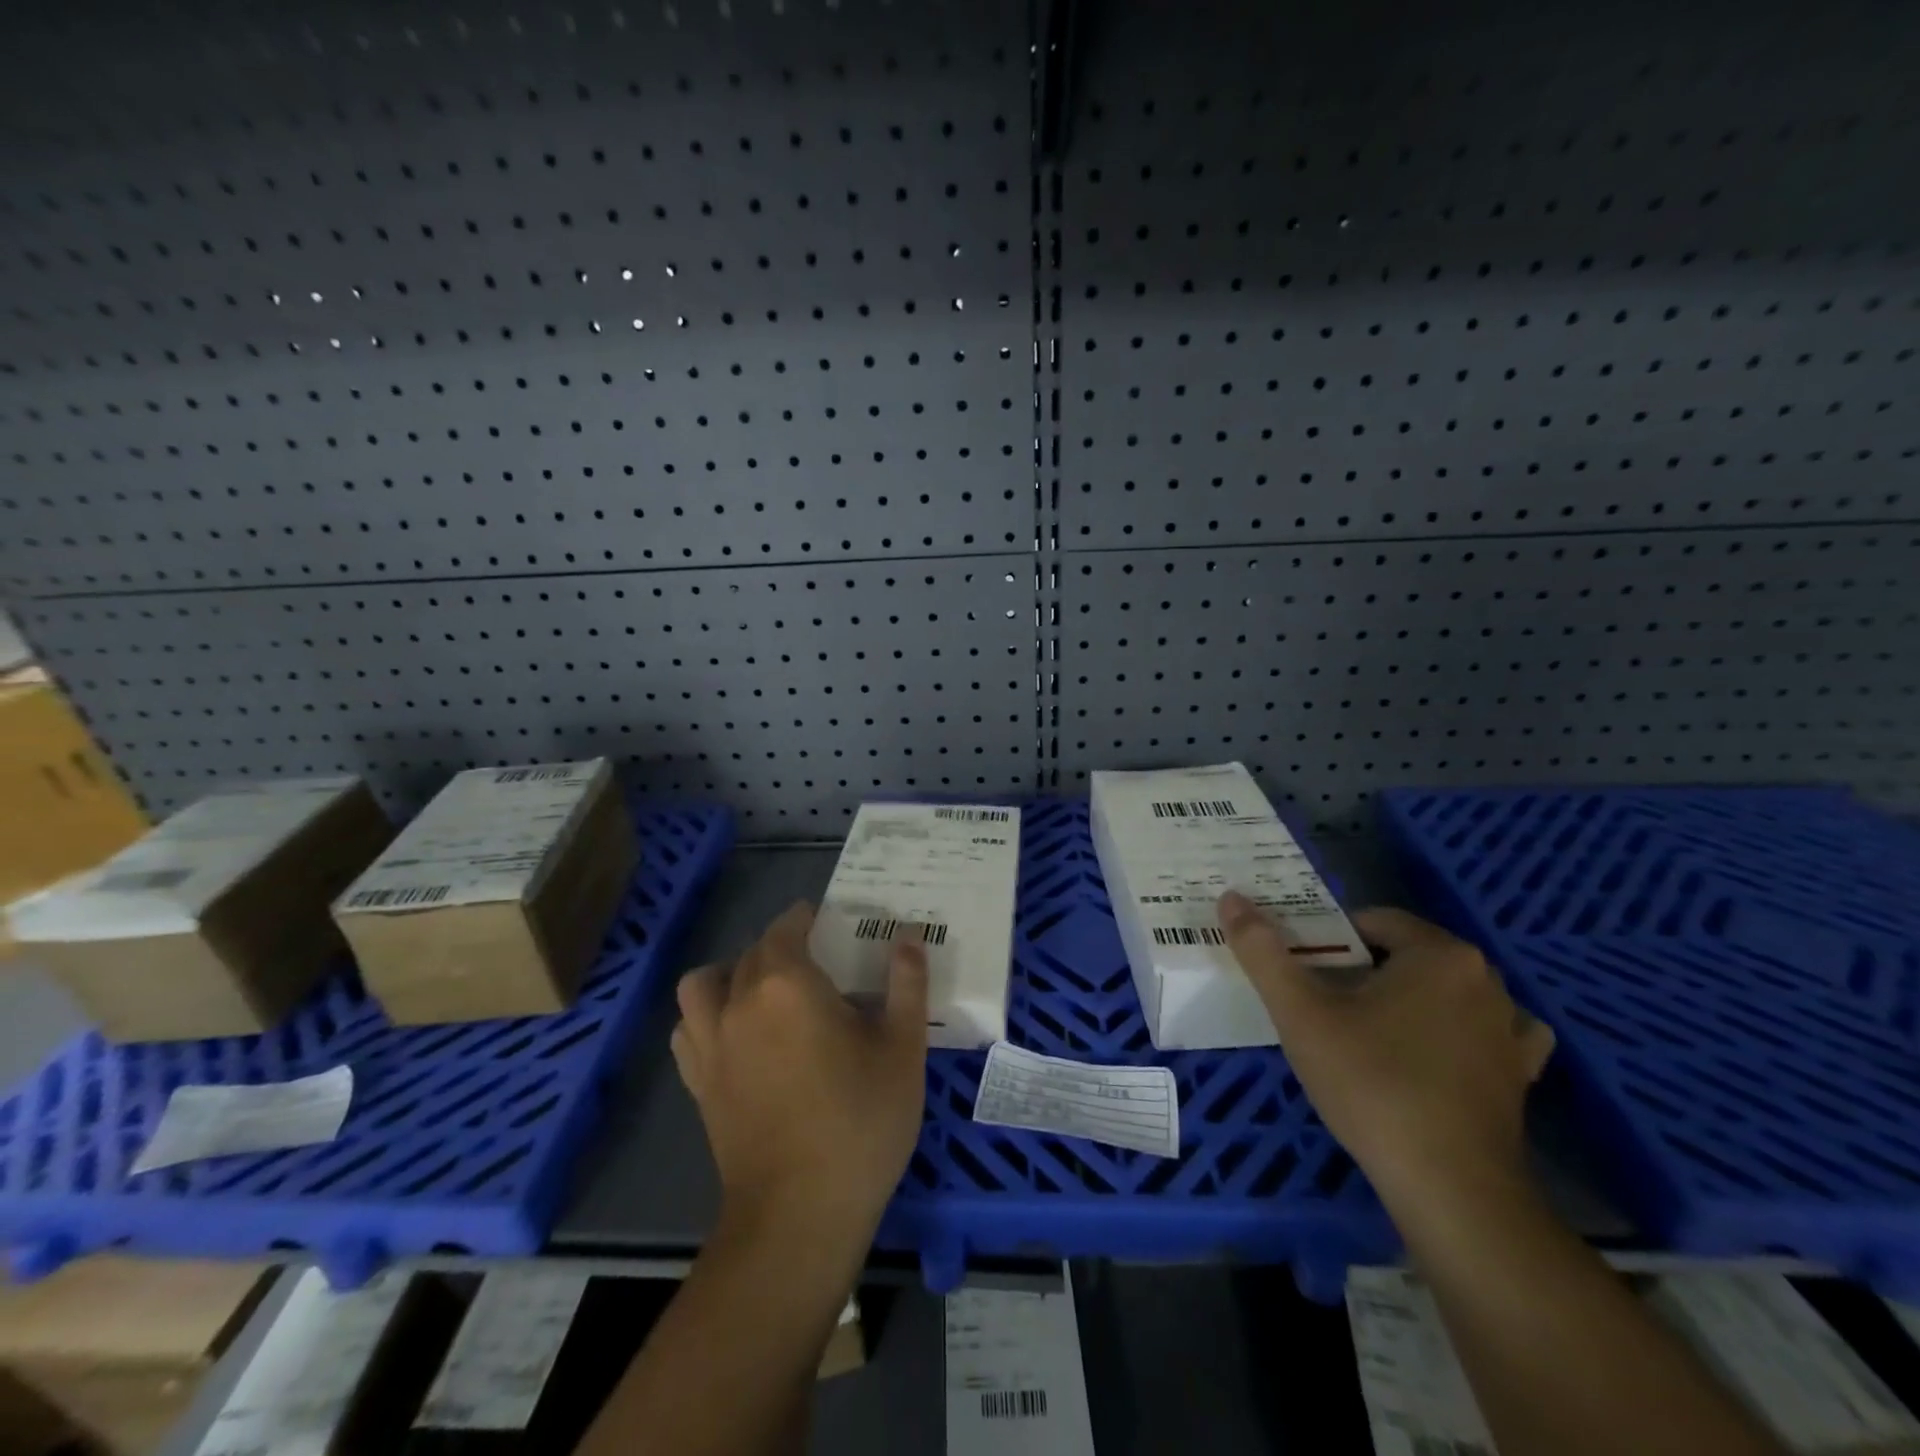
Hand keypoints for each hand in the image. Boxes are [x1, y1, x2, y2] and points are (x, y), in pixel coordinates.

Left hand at [671, 901, 929, 1249]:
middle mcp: (739, 1002)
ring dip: (731, 974)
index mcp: (787, 984)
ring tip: (765, 990)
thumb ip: (907, 984)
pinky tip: (737, 1034)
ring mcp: (711, 1043)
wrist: (799, 1215)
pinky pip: (689, 1028)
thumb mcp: (903, 1048)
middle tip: (818, 960)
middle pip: (751, 952)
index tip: (827, 920)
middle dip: (781, 944)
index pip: (786, 928)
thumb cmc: (860, 1122)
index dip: (805, 917)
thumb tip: (910, 937)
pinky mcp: (698, 1082)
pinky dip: (706, 1017)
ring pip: (705, 983)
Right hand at [1216, 893, 1553, 1208]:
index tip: (1305, 975)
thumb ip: (1263, 951)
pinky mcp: (1522, 1074)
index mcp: (1439, 954)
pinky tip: (1435, 1053)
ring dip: (1410, 1000)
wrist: (1450, 1190)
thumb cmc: (1371, 1085)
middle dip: (1365, 970)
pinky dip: (1460, 1033)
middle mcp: (1486, 979)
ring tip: (1371, 1034)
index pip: (1374, 921)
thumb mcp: (1300, 1013)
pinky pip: (1488, 1033)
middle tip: (1325, 1007)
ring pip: (1444, 991)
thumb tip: (1230, 898)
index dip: (1331, 941)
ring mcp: (1512, 1028)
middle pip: (1408, 954)